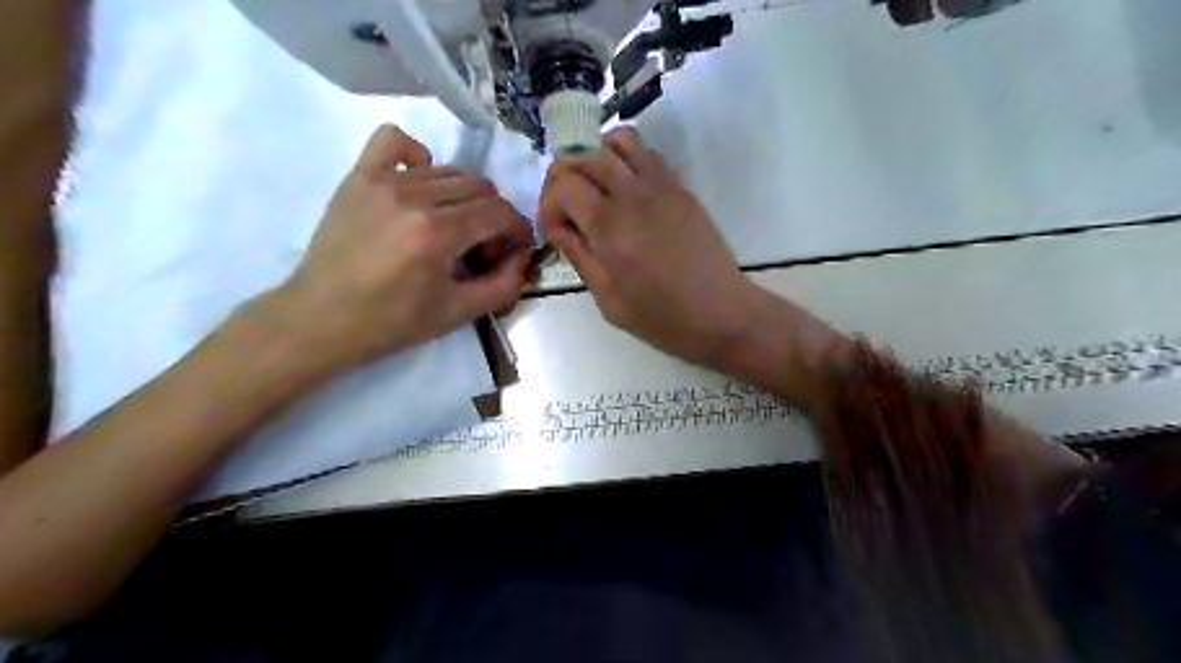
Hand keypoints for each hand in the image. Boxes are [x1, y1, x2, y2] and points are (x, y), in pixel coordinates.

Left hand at [266, 124, 531, 372]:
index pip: (500, 212)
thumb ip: (504, 284)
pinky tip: (419, 184)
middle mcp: (414, 197)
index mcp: (438, 234)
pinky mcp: (358, 177)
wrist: (322, 319)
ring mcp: (382, 181)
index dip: (518, 230)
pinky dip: (417, 156)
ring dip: (464, 197)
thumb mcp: (459, 313)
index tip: (515, 249)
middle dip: (494, 217)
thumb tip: (524, 256)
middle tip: (482, 246)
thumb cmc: (392, 322)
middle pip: (480, 187)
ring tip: (452, 225)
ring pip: (448, 170)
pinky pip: (394, 141)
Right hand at [539, 128, 760, 368]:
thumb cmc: (662, 317)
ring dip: (598, 158)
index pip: (564, 184)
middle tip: (568, 206)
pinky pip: (649, 155)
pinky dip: (629, 162)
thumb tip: (559, 228)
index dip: (549, 204)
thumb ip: (580, 256)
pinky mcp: (682, 189)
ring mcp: (662, 187)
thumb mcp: (608, 300)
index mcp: (609, 226)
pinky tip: (628, 194)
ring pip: (620, 141)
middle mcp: (633, 195)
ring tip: (597, 190)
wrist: (721, 313)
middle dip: (566, 175)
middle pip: (586, 153)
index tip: (557, 231)